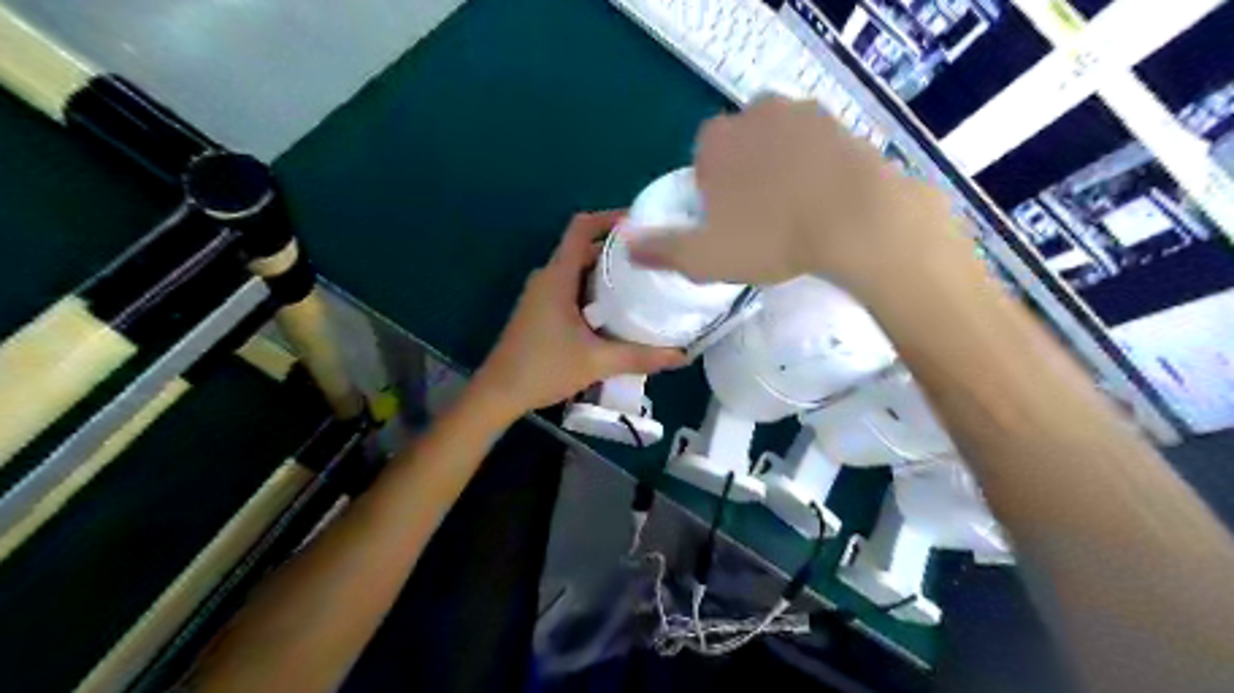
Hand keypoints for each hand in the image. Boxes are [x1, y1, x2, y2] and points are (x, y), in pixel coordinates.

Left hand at [474, 211, 688, 417]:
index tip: (641, 223)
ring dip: (606, 272)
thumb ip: (640, 356)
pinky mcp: (540, 310)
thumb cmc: (544, 368)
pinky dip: (594, 289)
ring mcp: (541, 294)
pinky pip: (571, 287)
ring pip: (578, 270)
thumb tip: (681, 355)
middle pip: (584, 248)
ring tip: (642, 281)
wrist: (499, 392)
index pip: (582, 228)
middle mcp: (548, 277)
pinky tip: (616, 310)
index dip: (610, 218)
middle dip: (617, 250)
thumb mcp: (597, 362)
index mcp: (558, 276)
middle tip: (653, 258)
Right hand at [630, 94, 957, 296]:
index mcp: (716, 142)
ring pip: (777, 143)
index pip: (702, 162)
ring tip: (795, 210)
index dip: (712, 194)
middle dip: (745, 177)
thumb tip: (626, 245)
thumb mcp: (704, 257)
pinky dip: (814, 166)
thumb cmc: (770, 238)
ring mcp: (801, 113)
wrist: (855, 219)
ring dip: (780, 169)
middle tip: (763, 220)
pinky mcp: (839, 123)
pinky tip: (824, 197)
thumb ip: (661, 249)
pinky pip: (814, 145)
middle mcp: (754, 114)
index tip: (729, 223)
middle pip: (740, 148)